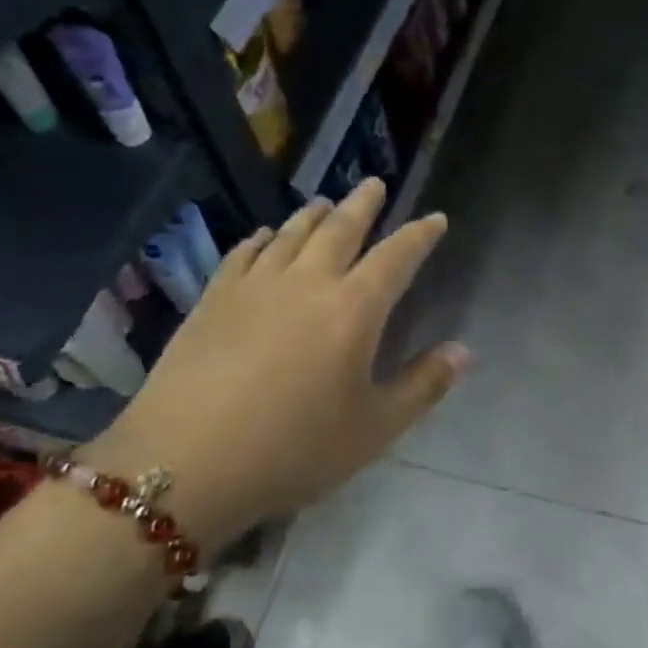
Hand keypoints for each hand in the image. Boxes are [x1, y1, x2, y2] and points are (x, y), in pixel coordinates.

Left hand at [82, 180, 468, 552]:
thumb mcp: (374, 428)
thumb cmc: (294, 449)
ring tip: (324, 203)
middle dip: (363, 204)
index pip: (396, 257)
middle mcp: (306, 283)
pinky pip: (242, 254)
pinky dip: (260, 239)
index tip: (435, 218)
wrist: (184, 463)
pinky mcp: (212, 301)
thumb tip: (463, 351)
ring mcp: (254, 287)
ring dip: (313, 215)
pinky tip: (262, 237)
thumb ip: (423, 386)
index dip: (419, 235)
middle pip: (340, 229)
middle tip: (375, 184)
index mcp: (353, 310)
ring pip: (289, 234)